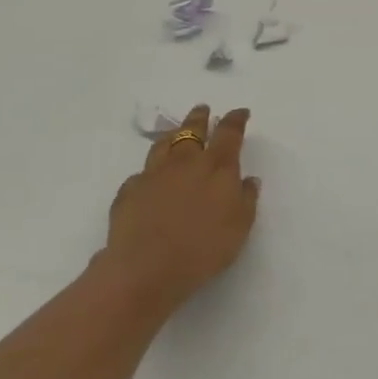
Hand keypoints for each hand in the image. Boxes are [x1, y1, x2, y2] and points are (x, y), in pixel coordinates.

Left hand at [100, 105, 260, 316]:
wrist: (145, 269)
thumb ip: (246, 199)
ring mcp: (153, 174)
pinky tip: (151, 179)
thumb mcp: (239, 227)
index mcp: (217, 167)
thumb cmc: (202, 249)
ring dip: (173, 135)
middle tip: (203, 109)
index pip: (229, 132)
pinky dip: (150, 171)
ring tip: (175, 133)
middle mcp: (185, 162)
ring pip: (163, 144)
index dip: (236, 119)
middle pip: (192, 129)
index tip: (240, 112)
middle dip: (200, 117)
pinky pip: (142, 173)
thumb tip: (248, 179)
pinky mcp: (129, 191)